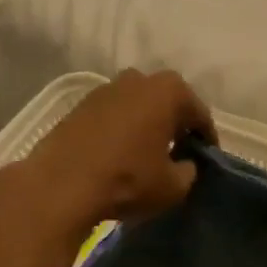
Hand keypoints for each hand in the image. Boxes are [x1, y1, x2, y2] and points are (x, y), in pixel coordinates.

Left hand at [0, 69, 214, 235]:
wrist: (59, 186)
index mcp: (169, 91)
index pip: (199, 114)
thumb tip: (184, 165)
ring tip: (147, 153)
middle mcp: (138, 79)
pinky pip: (112, 115)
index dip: (206, 139)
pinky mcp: (79, 105)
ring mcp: (105, 89)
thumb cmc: (127, 180)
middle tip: (179, 151)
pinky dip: (121, 129)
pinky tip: (119, 153)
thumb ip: (189, 171)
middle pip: (167, 102)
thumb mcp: (174, 186)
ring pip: (138, 105)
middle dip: (175, 124)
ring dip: (146, 124)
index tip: (207, 159)